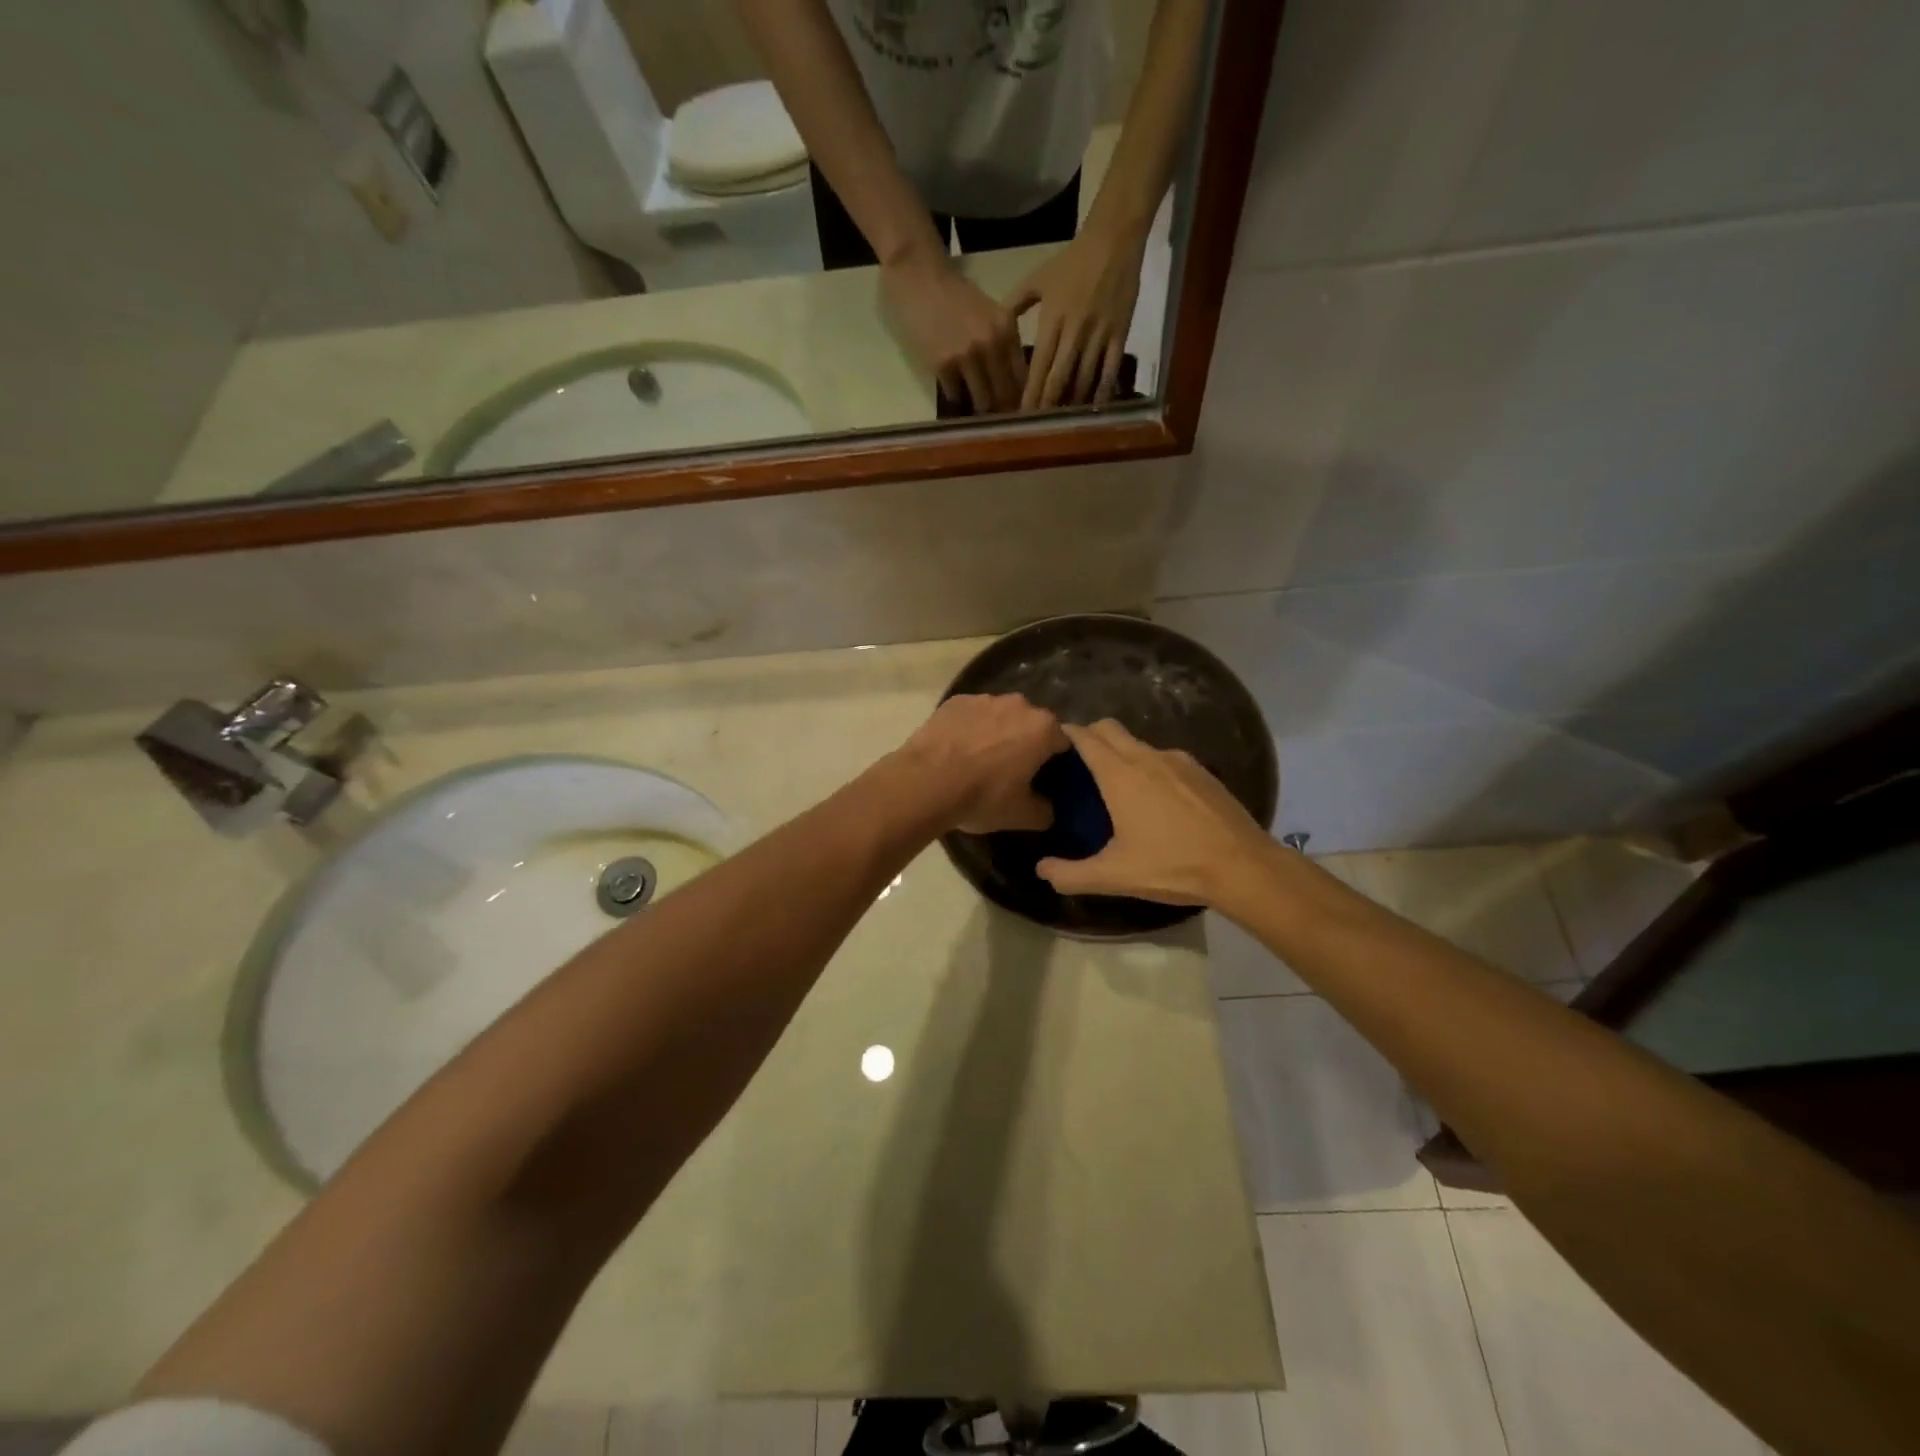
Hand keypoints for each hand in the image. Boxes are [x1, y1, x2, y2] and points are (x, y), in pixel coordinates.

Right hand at [881, 248, 1026, 414]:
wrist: (918, 275)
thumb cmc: (953, 295)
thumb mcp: (990, 313)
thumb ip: (1004, 343)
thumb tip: (1014, 385)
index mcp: (1007, 329)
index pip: (1022, 377)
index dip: (1021, 398)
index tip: (1016, 410)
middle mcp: (992, 343)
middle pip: (1005, 394)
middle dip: (1002, 409)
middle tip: (998, 417)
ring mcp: (967, 355)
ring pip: (983, 401)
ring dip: (979, 408)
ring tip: (976, 410)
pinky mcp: (943, 365)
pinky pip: (955, 395)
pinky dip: (956, 396)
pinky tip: (953, 389)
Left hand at [893, 694, 1067, 833]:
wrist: (925, 782)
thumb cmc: (982, 796)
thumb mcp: (1022, 816)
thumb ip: (1045, 811)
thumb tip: (1047, 808)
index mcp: (1043, 728)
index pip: (1062, 743)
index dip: (1054, 762)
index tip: (1042, 779)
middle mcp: (1019, 704)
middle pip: (1031, 725)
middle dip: (1025, 744)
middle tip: (1011, 772)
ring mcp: (984, 698)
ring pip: (1000, 716)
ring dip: (997, 733)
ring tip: (979, 761)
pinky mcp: (954, 700)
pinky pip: (971, 715)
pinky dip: (969, 729)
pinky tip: (956, 751)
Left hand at [1010, 221, 1145, 410]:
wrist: (1112, 240)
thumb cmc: (1072, 261)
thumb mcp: (1037, 279)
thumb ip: (1015, 305)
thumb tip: (996, 328)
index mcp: (1052, 320)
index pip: (1038, 366)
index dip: (1030, 393)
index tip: (1022, 413)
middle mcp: (1074, 332)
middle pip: (1058, 378)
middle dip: (1048, 404)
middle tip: (1040, 424)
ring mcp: (1098, 335)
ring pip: (1084, 379)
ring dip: (1073, 402)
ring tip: (1063, 419)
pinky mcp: (1119, 334)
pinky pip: (1110, 369)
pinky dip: (1103, 390)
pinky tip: (1095, 406)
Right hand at [1036, 720, 1268, 904]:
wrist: (1243, 866)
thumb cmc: (1172, 866)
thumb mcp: (1115, 876)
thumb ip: (1071, 874)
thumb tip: (1041, 870)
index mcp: (1120, 775)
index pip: (1085, 737)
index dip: (1066, 734)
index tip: (1053, 743)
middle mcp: (1147, 757)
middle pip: (1110, 728)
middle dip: (1090, 734)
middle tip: (1077, 761)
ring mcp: (1179, 761)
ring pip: (1139, 743)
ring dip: (1121, 751)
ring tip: (1115, 782)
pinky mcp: (1202, 771)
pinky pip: (1165, 757)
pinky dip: (1150, 765)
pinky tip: (1156, 796)